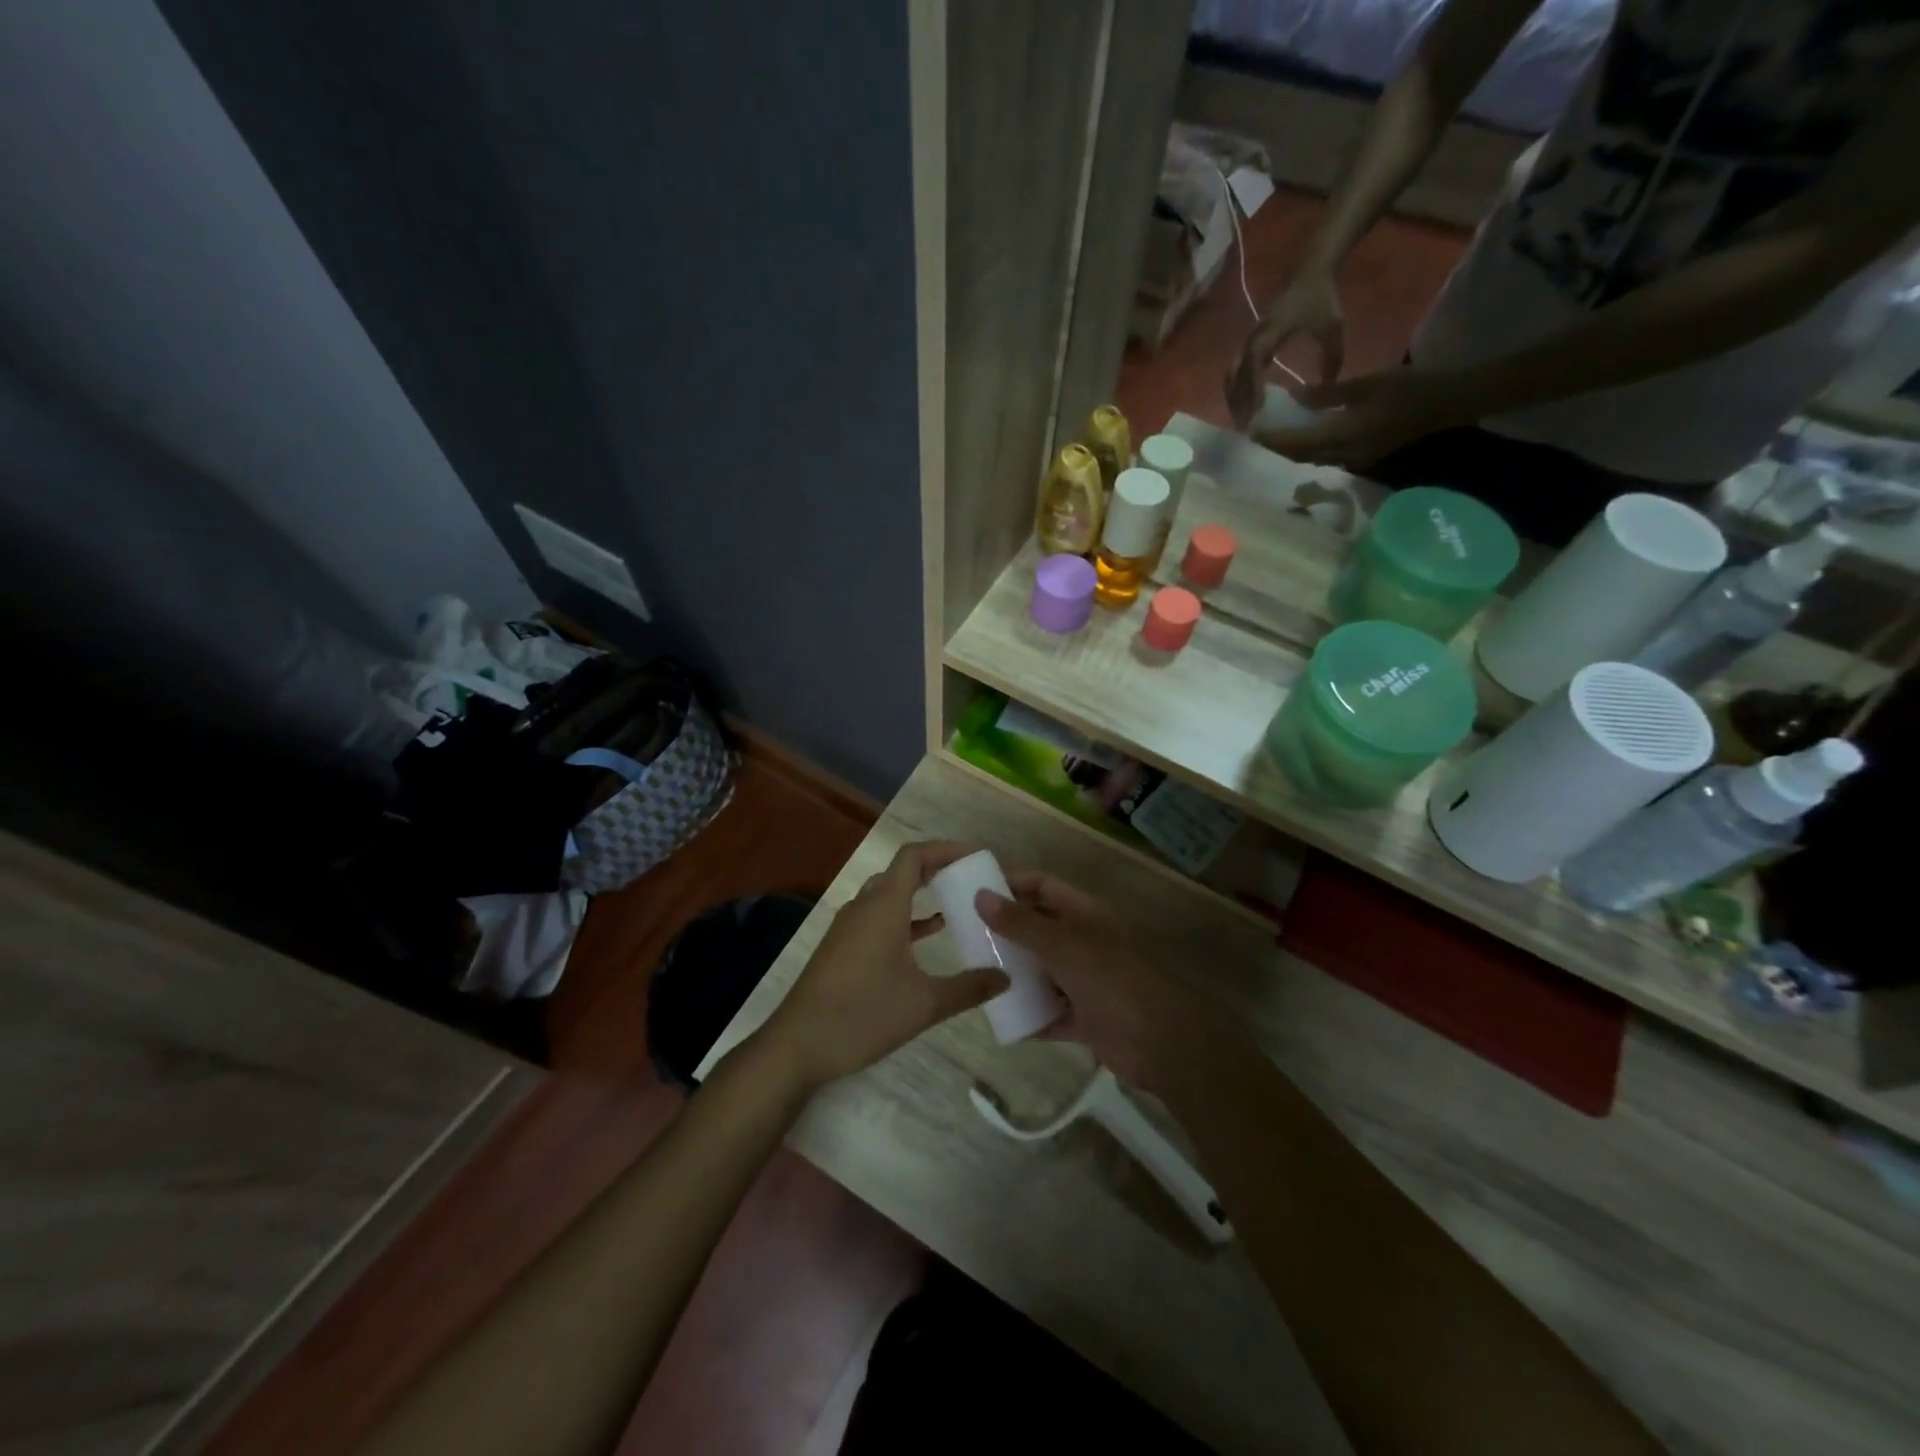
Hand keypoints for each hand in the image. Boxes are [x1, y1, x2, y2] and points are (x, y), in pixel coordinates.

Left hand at [758, 841, 1008, 1091]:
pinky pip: (878, 917)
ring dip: (920, 893)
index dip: (946, 849)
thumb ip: (968, 988)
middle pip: (901, 871)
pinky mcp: (841, 947)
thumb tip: (1006, 978)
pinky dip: (905, 917)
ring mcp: (848, 927)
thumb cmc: (862, 1015)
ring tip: (956, 902)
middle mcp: (863, 906)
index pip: (914, 855)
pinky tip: (927, 935)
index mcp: (883, 906)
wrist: (797, 1045)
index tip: (976, 856)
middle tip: (971, 877)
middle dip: (937, 869)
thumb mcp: (924, 1004)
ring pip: (888, 894)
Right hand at [976, 873, 1229, 1090]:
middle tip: (967, 936)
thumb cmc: (1112, 982)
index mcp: (1085, 915)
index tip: (976, 893)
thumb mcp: (1063, 947)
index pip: (1044, 887)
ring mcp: (1085, 981)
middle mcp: (1084, 943)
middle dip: (1006, 931)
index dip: (1013, 884)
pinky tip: (1000, 1017)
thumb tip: (980, 896)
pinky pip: (1048, 1012)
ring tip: (977, 974)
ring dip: (1015, 974)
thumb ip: (1021, 924)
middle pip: (1039, 928)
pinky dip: (1028, 1015)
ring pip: (1041, 971)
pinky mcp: (1084, 1018)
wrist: (1161, 1045)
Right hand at [1227, 266, 1345, 428]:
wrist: (1309, 271)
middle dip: (1236, 400)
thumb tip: (1327, 387)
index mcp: (1269, 334)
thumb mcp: (1332, 327)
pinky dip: (1238, 388)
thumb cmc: (1320, 298)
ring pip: (1232, 374)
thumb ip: (1331, 357)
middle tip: (1244, 424)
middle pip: (1234, 374)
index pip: (1253, 365)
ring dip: (1234, 397)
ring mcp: (1250, 341)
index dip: (1252, 387)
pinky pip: (1238, 370)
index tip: (1256, 409)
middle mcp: (1254, 339)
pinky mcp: (1252, 343)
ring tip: (1241, 418)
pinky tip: (1246, 403)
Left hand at [1257, 366, 1468, 470]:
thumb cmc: (1408, 387)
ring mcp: (1354, 460)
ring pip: (1312, 459)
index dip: (1273, 439)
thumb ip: (1328, 395)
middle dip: (1278, 447)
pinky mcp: (1361, 459)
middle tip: (1259, 434)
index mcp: (1345, 435)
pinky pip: (1326, 458)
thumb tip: (1295, 399)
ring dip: (1292, 450)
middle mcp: (1344, 455)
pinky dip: (1309, 450)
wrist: (1447, 404)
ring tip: (1275, 436)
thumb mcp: (1366, 383)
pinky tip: (1302, 437)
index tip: (1253, 431)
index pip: (1297, 442)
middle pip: (1301, 456)